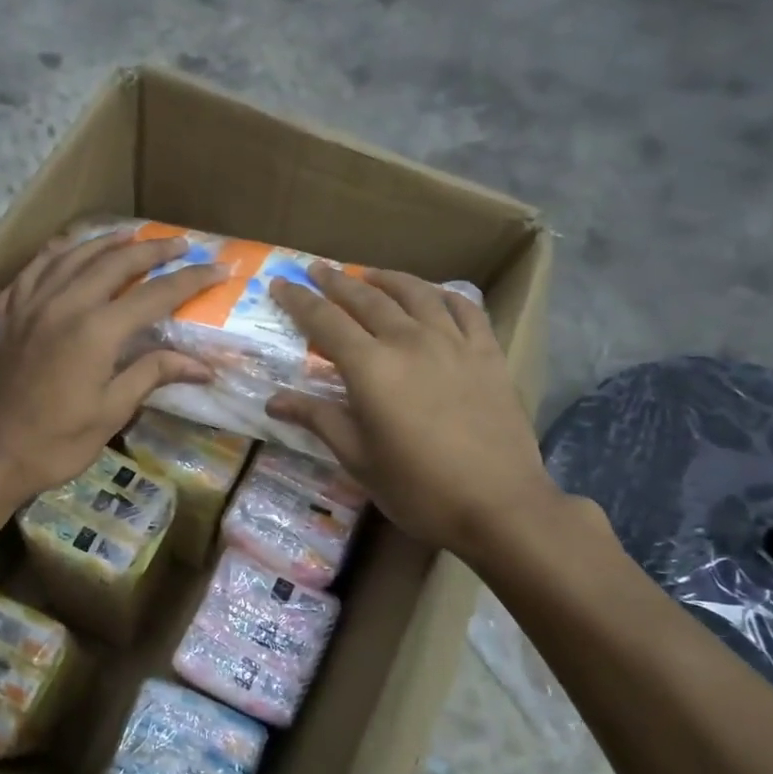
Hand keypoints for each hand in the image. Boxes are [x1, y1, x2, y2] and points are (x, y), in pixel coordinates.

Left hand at [0, 232, 220, 507]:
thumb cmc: (56, 442)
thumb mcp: (111, 412)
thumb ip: (152, 375)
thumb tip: (203, 367)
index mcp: (96, 331)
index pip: (155, 295)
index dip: (190, 280)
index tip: (219, 268)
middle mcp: (65, 304)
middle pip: (116, 262)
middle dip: (153, 250)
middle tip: (182, 244)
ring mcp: (34, 305)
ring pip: (75, 255)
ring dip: (108, 242)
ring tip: (133, 236)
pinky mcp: (13, 315)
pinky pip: (36, 268)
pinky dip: (59, 252)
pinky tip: (70, 249)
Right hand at [266, 266, 562, 554]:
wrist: (499, 504)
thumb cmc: (418, 488)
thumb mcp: (358, 459)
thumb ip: (318, 420)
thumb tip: (273, 402)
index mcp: (371, 368)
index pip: (325, 321)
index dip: (299, 300)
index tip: (280, 283)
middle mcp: (409, 341)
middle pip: (367, 299)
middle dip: (337, 282)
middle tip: (317, 269)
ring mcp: (453, 343)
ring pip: (416, 294)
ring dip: (387, 280)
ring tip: (370, 275)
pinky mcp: (488, 354)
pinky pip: (465, 309)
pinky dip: (444, 295)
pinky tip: (434, 295)